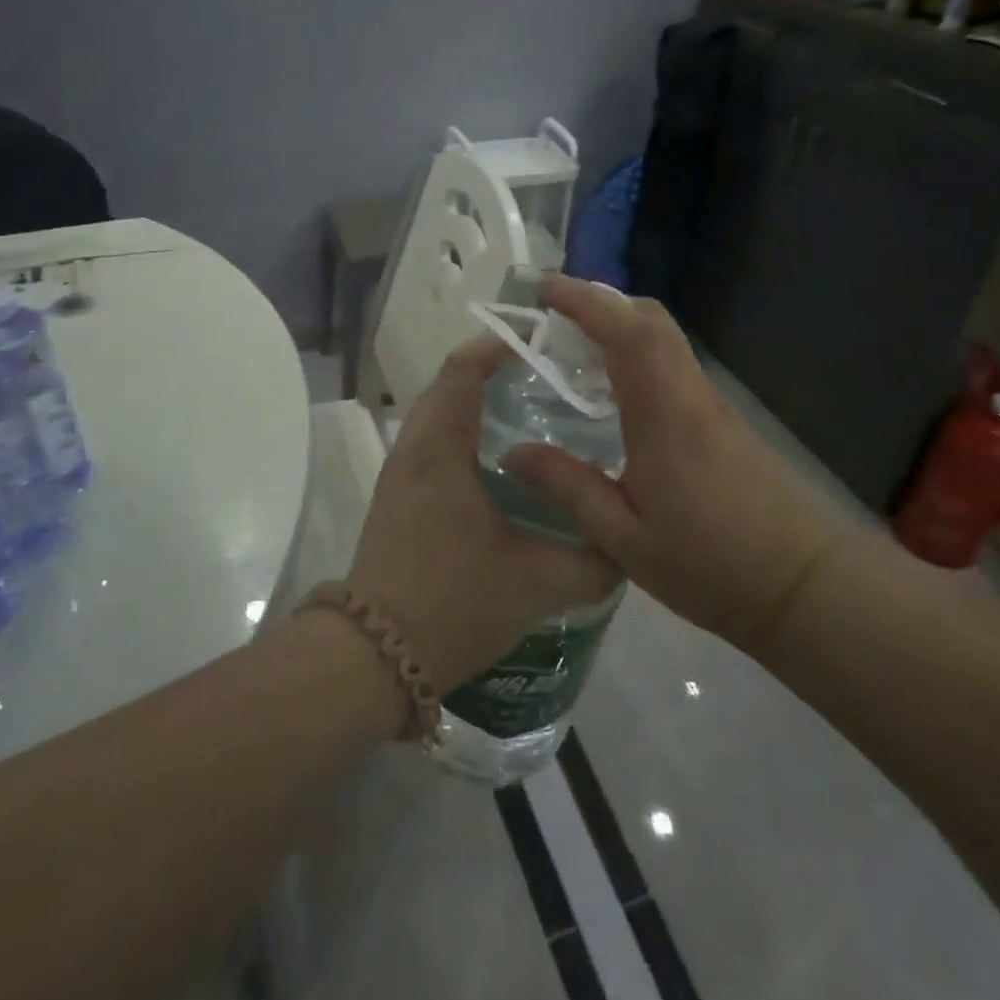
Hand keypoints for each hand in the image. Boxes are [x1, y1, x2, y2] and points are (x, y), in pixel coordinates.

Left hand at [343, 335, 618, 696]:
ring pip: (440, 417)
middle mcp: (414, 450)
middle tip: (549, 378)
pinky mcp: (398, 500)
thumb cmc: (452, 602)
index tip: (543, 342)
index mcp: (440, 448)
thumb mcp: (536, 583)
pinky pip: (434, 445)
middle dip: (495, 373)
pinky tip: (502, 467)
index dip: (498, 346)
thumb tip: (626, 548)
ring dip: (478, 405)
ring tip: (532, 414)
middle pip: (450, 386)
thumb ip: (591, 563)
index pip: (464, 370)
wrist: (373, 657)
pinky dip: (466, 435)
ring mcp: (400, 475)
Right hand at [501, 276, 842, 653]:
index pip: (626, 332)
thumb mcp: (625, 540)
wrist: (809, 587)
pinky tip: (614, 391)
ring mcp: (713, 405)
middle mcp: (690, 395)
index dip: (584, 301)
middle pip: (652, 320)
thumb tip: (513, 452)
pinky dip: (639, 354)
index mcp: (664, 414)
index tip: (544, 288)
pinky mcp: (725, 422)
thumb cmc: (712, 565)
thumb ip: (569, 488)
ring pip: (666, 340)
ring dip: (621, 326)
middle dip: (602, 302)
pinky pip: (674, 365)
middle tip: (554, 313)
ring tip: (574, 346)